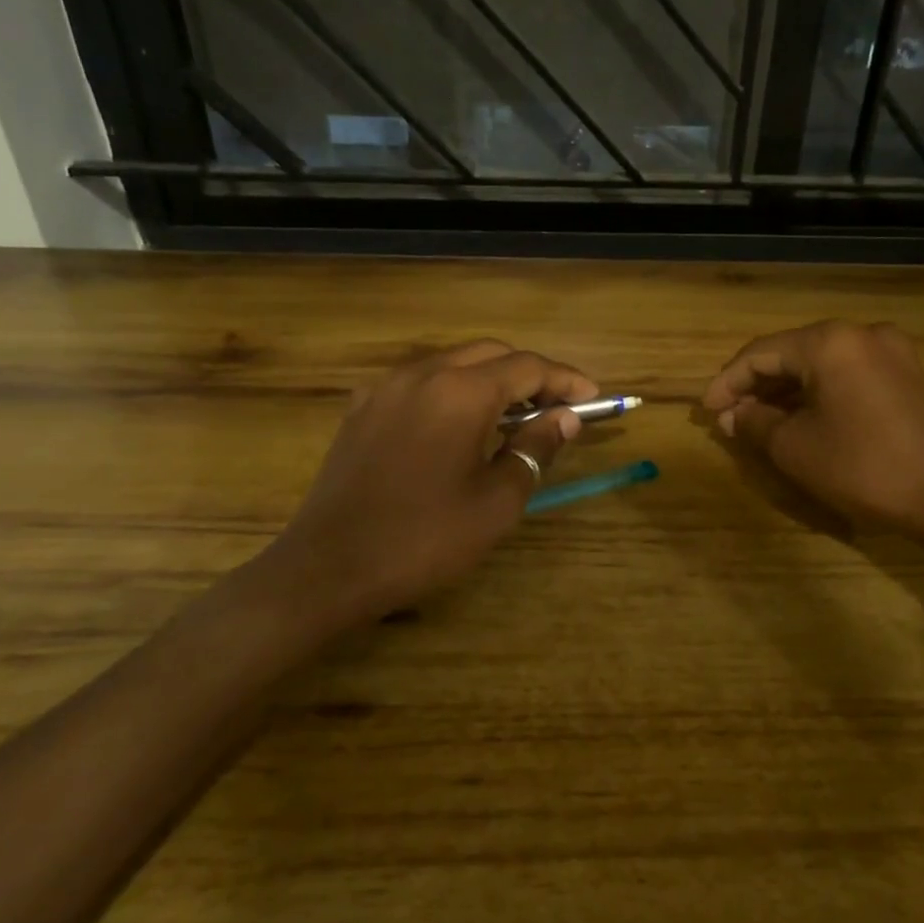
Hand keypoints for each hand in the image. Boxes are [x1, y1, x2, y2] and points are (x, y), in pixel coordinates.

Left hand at [256, 340, 596, 628]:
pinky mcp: (362, 408)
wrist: (329, 567)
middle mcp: (422, 374)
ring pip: (453, 363)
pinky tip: (459, 426)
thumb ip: (535, 449)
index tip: (593, 398)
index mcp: (460, 392)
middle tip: (558, 408)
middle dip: (530, 374)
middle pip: (490, 354)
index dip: (566, 380)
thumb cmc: (424, 539)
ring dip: (491, 379)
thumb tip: (565, 418)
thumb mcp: (496, 502)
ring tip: (515, 417)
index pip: (528, 367)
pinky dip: (453, 390)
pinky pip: (420, 382)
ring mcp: (386, 388)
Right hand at [702, 320, 923, 531]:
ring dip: (787, 392)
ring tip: (760, 422)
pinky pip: (850, 375)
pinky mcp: (910, 376)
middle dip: (757, 387)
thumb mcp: (795, 448)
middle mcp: (863, 334)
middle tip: (731, 417)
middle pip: (792, 354)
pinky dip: (820, 394)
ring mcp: (893, 353)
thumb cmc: (864, 467)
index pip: (761, 353)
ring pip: (822, 365)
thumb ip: (755, 423)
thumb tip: (733, 415)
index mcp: (830, 342)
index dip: (727, 382)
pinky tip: (803, 419)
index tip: (707, 411)